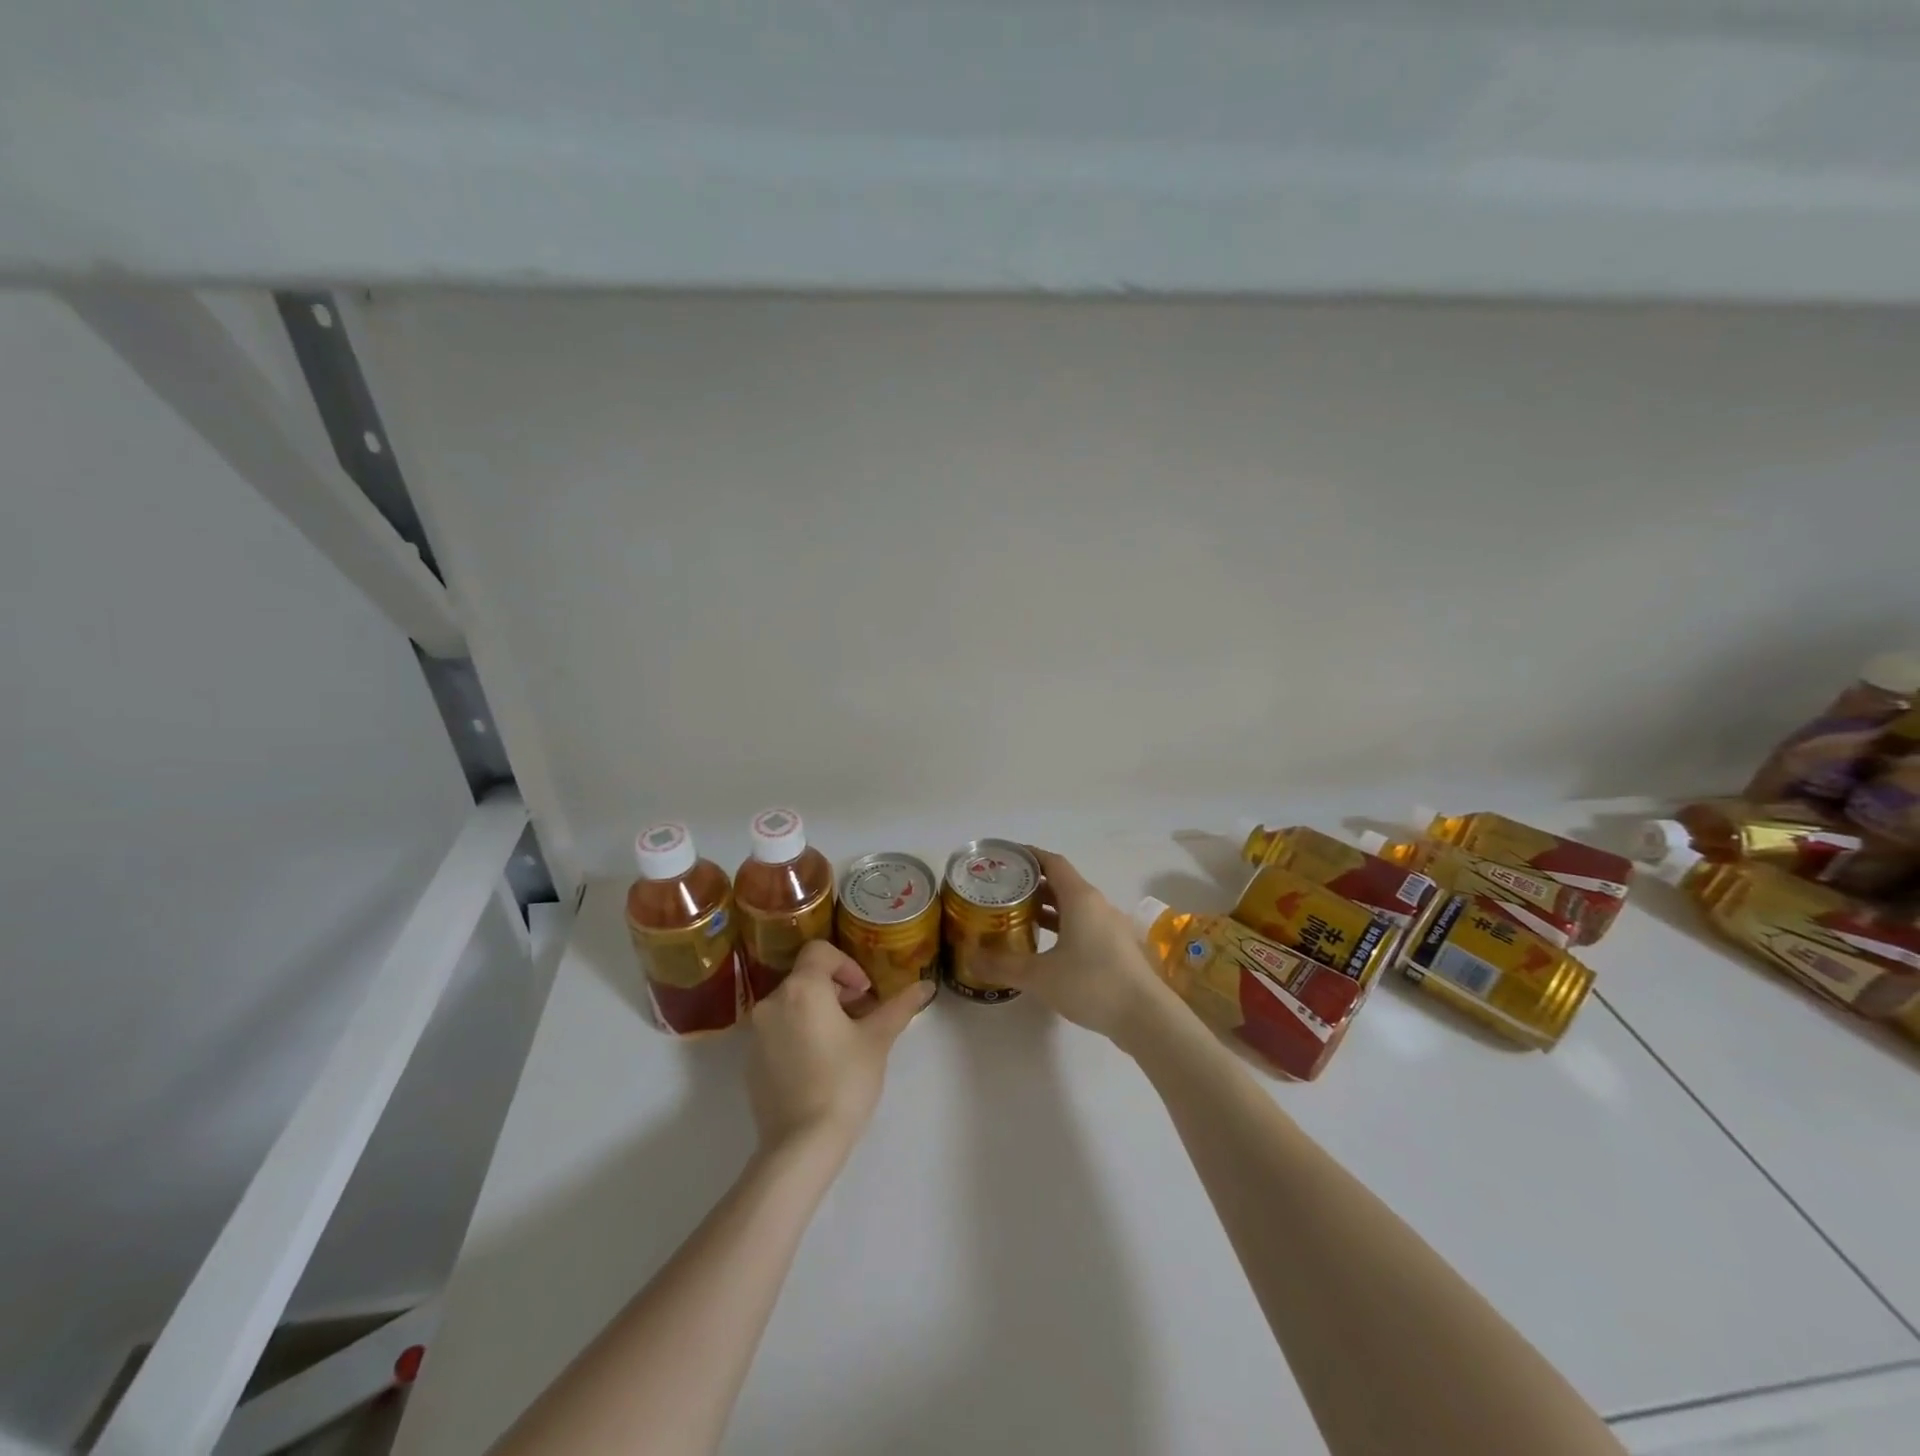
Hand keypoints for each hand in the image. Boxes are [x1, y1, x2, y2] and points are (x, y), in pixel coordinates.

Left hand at [746, 941, 932, 1155]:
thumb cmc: (844, 1082)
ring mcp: (757, 1033)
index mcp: (802, 988)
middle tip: (861, 1018)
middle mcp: (772, 1003)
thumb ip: (900, 1007)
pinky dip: (799, 1034)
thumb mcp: (877, 1040)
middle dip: (836, 991)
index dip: (847, 965)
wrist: (800, 1145)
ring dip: (818, 1012)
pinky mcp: (750, 1061)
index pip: (820, 951)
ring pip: (792, 1005)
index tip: (865, 993)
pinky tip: (819, 1065)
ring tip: (843, 1043)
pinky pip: (778, 1031)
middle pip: (806, 978)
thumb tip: (926, 985)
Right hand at [975, 847, 1173, 1047]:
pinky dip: (1063, 927)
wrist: (1146, 1017)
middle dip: (1033, 885)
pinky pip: (1084, 925)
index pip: (1052, 862)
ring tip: (1019, 918)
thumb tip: (970, 958)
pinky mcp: (1117, 949)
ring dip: (1048, 908)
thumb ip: (1003, 965)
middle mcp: (1097, 904)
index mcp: (1080, 898)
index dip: (1029, 856)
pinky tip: (1046, 948)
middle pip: (1062, 883)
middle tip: (1003, 892)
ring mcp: (1111, 927)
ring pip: (1074, 907)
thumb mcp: (1040, 975)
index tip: (1005, 858)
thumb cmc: (1092, 984)